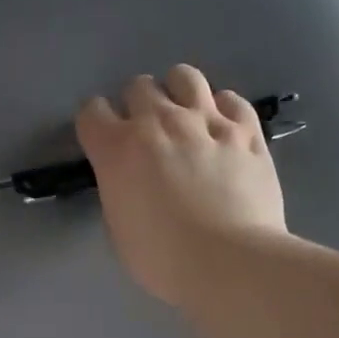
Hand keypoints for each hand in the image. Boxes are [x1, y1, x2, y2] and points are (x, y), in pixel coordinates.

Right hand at [76, 65, 288, 305]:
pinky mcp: (246, 130)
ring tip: (183, 116)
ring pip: (184, 76)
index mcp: (118, 149)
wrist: (229, 261)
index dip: (96, 124)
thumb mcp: (119, 227)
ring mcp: (206, 121)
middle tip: (146, 133)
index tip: (103, 141)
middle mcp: (158, 122)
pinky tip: (222, 128)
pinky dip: (222, 109)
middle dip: (136, 105)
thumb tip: (131, 179)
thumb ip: (119, 189)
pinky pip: (231, 99)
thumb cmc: (163, 257)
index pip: (92, 112)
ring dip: (177, 92)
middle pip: (138, 86)